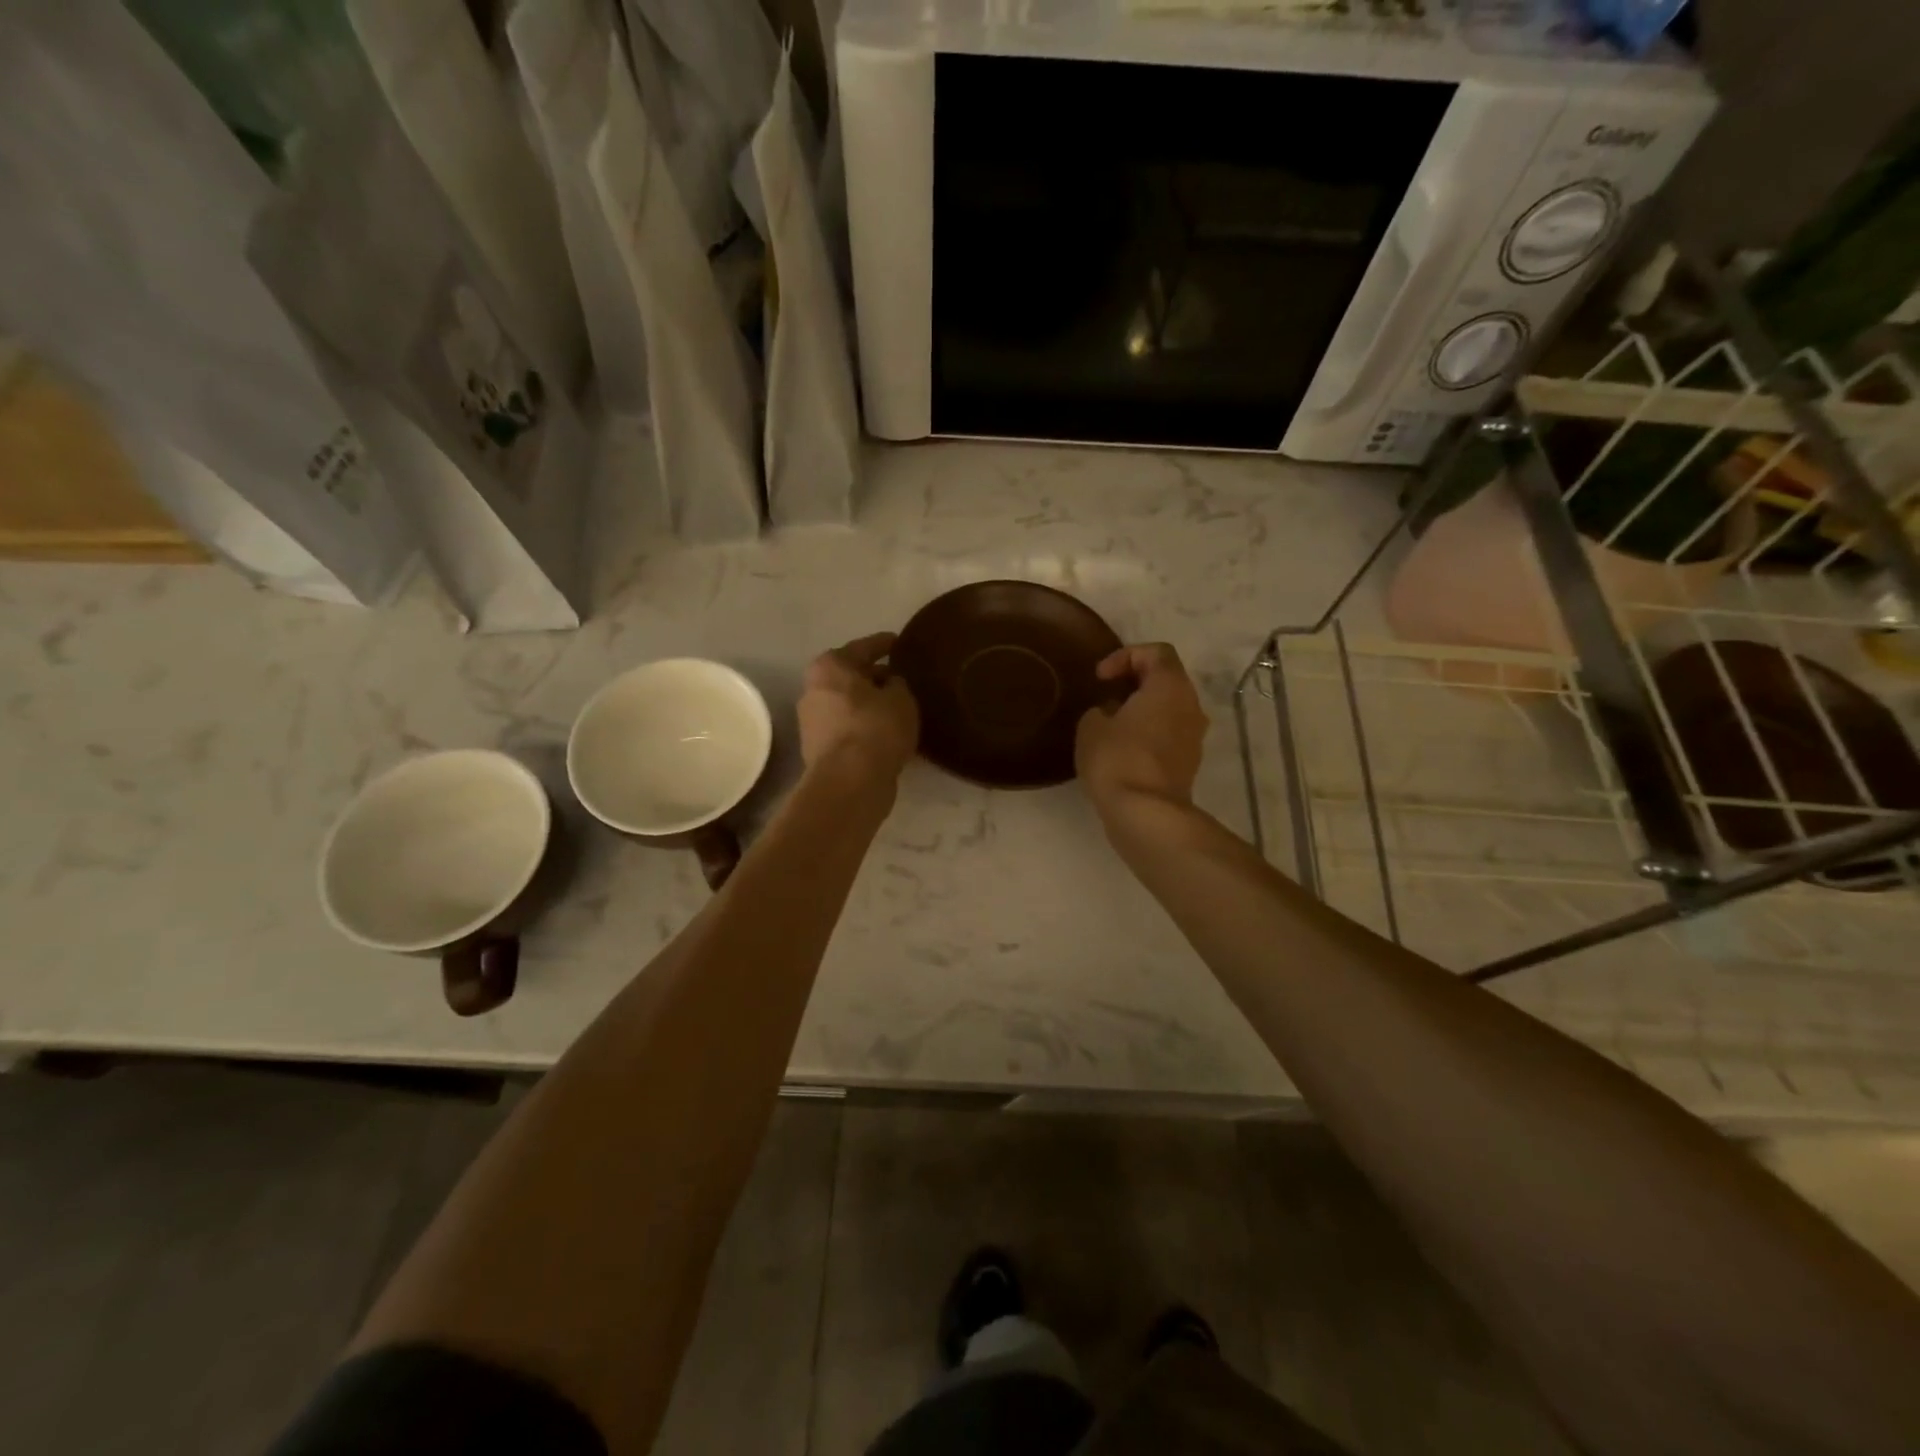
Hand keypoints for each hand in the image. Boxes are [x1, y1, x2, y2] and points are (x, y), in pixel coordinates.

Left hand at [798, 632, 919, 785]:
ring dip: (868, 705)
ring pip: (847, 705)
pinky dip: (864, 727)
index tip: (899, 642)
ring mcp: (812, 723)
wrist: (850, 782)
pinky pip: (848, 729)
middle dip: (873, 677)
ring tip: (896, 708)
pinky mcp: (818, 751)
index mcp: (830, 666)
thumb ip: (897, 684)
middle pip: (849, 677)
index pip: (863, 647)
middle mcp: (813, 690)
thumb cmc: (875, 727)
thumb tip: (890, 684)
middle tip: (900, 678)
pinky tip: (885, 733)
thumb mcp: (901, 698)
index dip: (884, 644)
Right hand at [1075, 643, 1207, 812]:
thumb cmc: (1117, 758)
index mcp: (1171, 686)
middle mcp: (1191, 705)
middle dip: (1135, 683)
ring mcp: (1194, 737)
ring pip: (1169, 709)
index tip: (1101, 677)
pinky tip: (1122, 750)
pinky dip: (1149, 734)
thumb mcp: (1091, 725)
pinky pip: (1169, 735)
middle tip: (1106, 695)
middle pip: (1167, 680)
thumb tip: (1113, 713)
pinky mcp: (1189, 763)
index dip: (1125, 656)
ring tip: (1112, 724)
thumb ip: (1102, 709)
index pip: (1156, 652)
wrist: (1145, 813)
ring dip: (1143, 711)